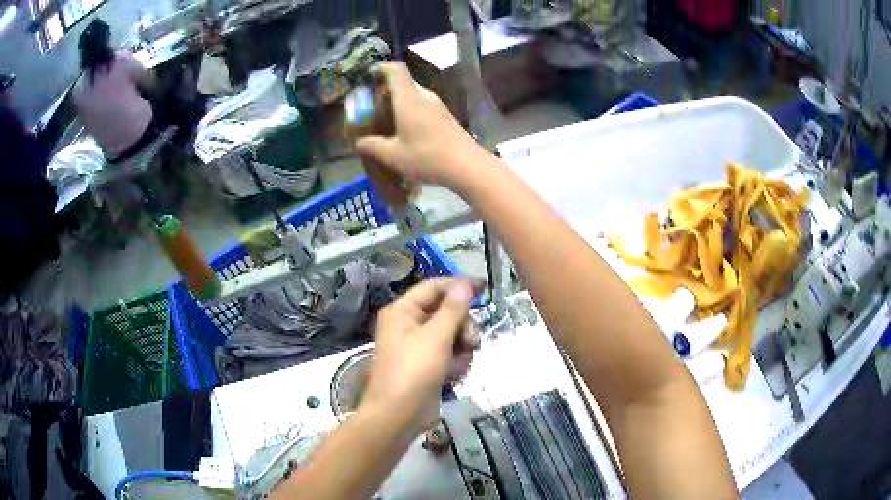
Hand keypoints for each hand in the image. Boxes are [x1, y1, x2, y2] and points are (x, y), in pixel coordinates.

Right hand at [355, 63, 486, 191]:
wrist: (467, 166)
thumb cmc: (427, 157)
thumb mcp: (393, 155)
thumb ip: (373, 146)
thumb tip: (358, 143)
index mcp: (408, 98)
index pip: (395, 70)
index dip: (381, 68)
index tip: (369, 76)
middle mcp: (424, 96)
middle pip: (404, 83)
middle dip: (386, 91)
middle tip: (373, 107)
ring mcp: (438, 106)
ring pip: (414, 95)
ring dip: (400, 103)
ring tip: (388, 122)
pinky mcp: (446, 117)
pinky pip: (424, 107)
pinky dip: (412, 112)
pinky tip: (407, 132)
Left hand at [362, 278, 477, 430]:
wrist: (399, 415)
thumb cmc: (414, 371)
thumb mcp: (437, 336)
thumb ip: (453, 309)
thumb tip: (464, 285)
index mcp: (402, 311)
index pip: (434, 287)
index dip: (458, 286)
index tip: (484, 288)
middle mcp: (408, 324)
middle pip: (446, 312)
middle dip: (462, 326)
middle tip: (471, 341)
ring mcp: (417, 346)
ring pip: (451, 335)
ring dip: (461, 348)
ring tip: (458, 364)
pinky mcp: (426, 365)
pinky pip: (448, 354)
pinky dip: (455, 363)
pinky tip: (453, 376)